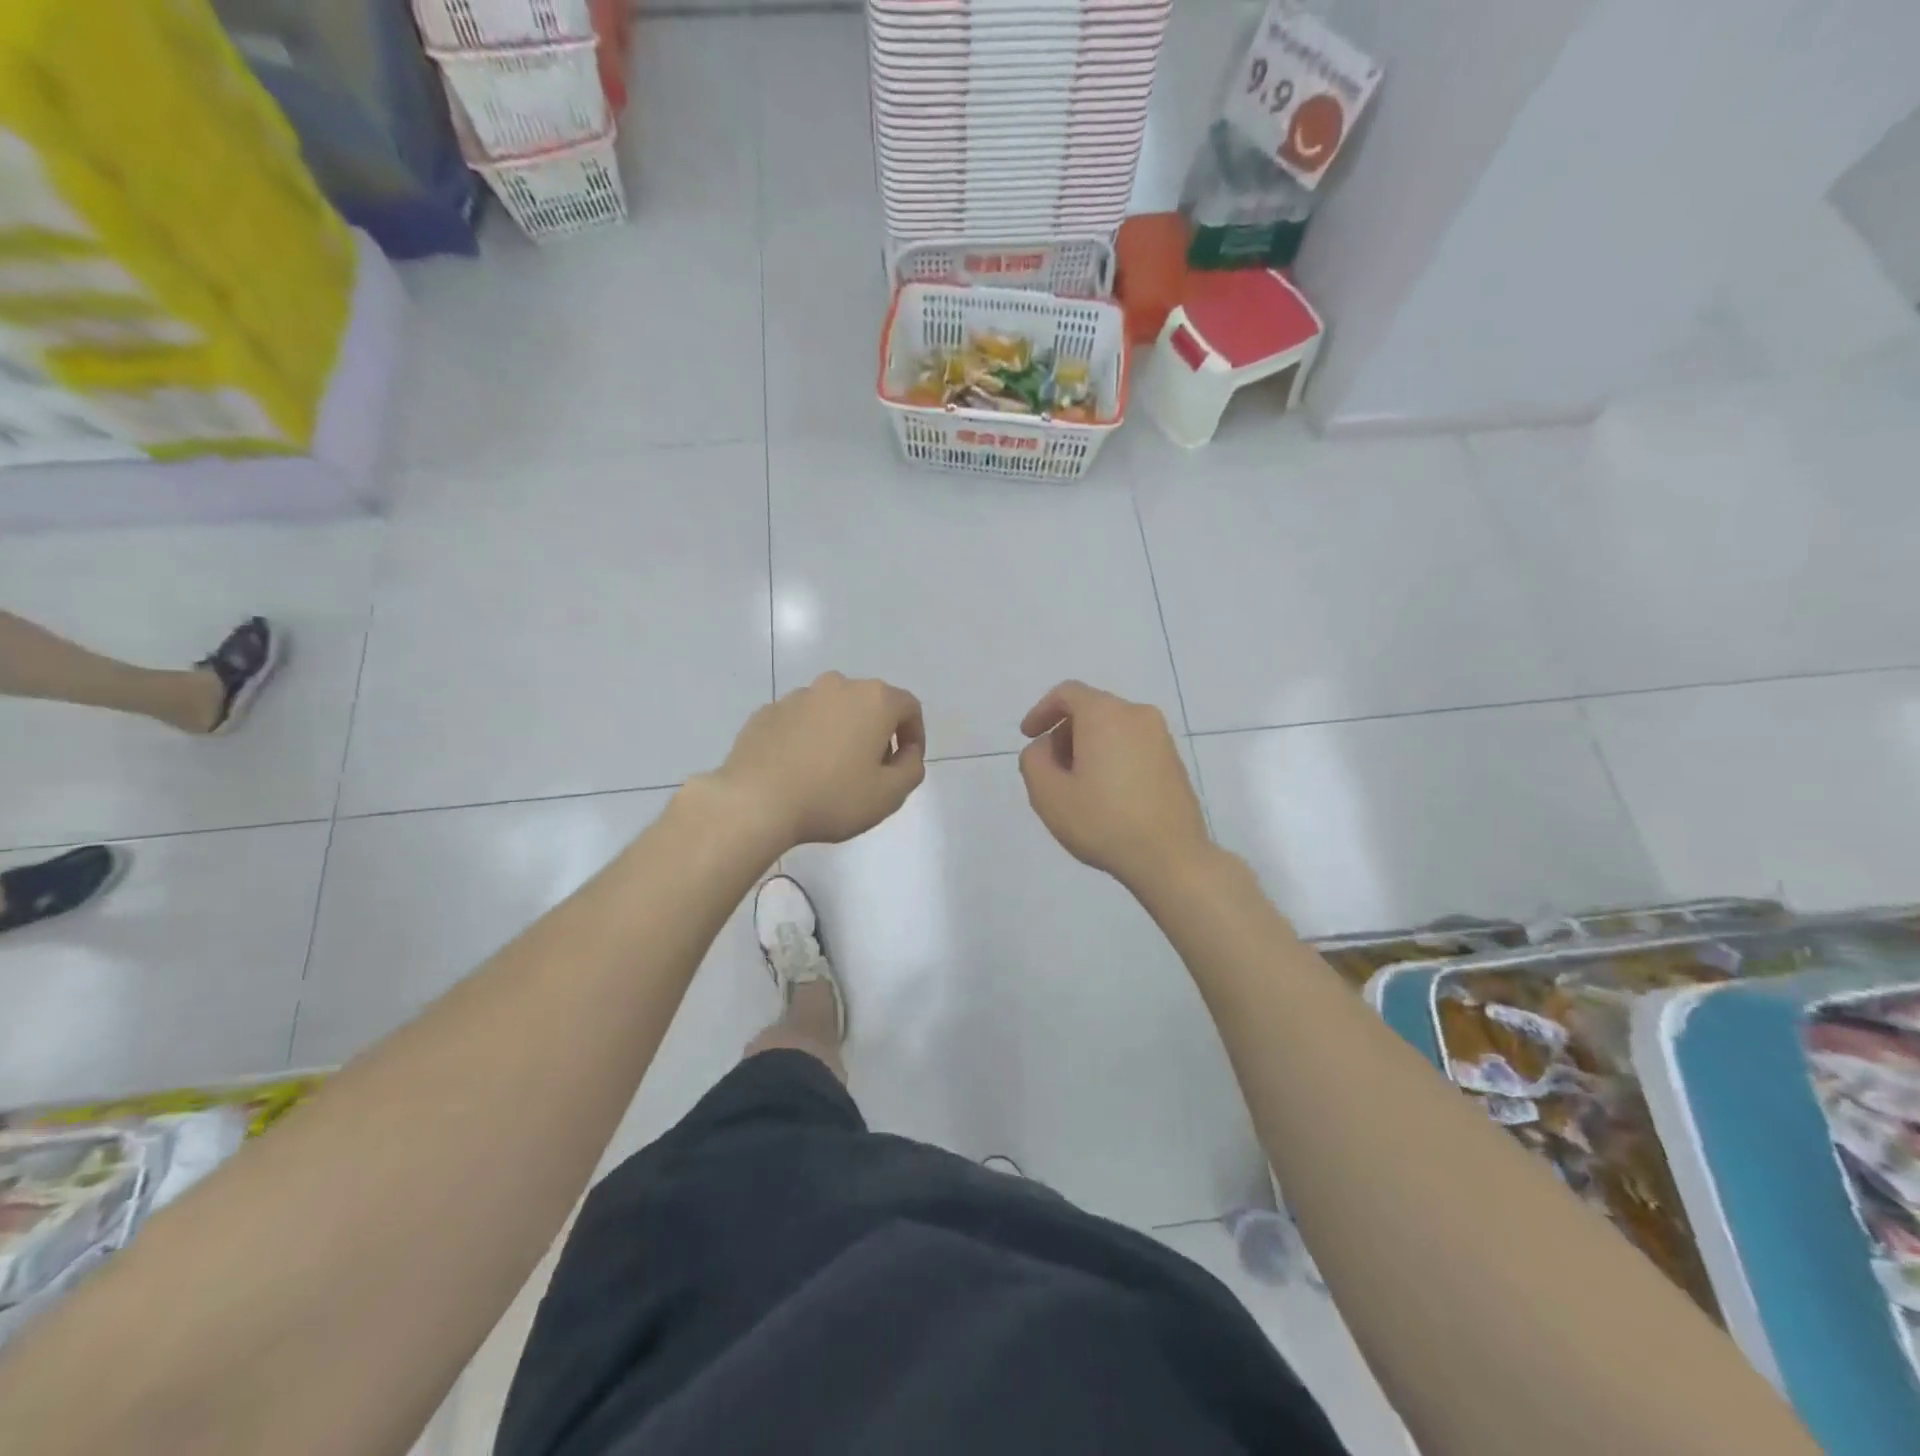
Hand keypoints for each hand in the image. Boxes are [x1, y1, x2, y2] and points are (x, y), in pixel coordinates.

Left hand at [714, 672, 925, 849]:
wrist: (755, 801)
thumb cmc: (832, 797)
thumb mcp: (890, 794)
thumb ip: (912, 769)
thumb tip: (907, 754)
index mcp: (874, 700)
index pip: (909, 707)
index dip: (915, 735)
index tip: (906, 765)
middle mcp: (837, 686)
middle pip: (870, 704)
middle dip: (877, 733)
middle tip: (872, 771)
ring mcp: (798, 696)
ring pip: (832, 711)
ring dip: (841, 733)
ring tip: (831, 772)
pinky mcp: (767, 712)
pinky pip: (800, 722)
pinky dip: (808, 739)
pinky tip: (799, 771)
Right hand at [1018, 681, 1211, 894]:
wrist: (1171, 857)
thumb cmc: (1103, 821)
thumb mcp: (1048, 794)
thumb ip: (1034, 759)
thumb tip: (1046, 747)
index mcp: (1106, 714)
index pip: (1067, 693)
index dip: (1042, 711)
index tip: (1029, 737)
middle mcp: (1137, 715)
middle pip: (1091, 709)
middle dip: (1065, 733)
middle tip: (1051, 770)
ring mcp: (1162, 737)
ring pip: (1113, 728)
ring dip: (1088, 748)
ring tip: (1078, 787)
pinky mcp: (1174, 761)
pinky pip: (1132, 745)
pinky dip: (1112, 757)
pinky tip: (1106, 795)